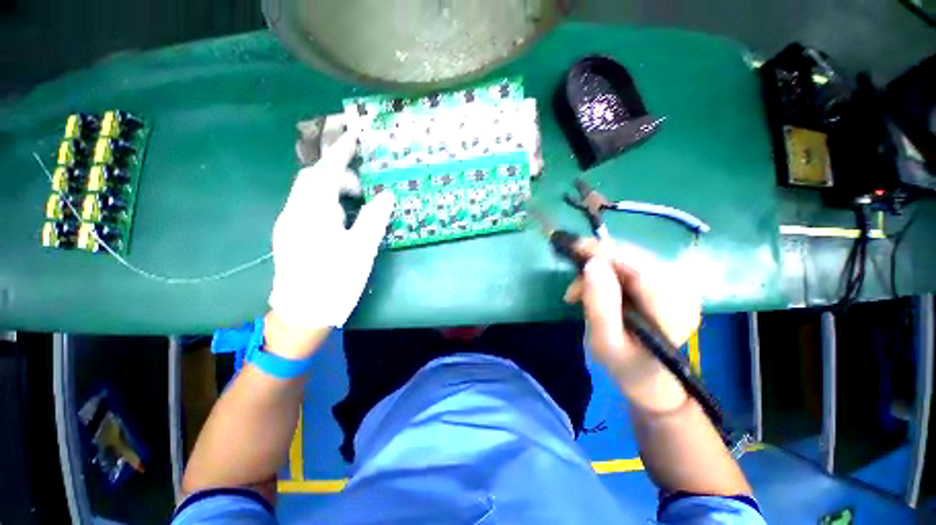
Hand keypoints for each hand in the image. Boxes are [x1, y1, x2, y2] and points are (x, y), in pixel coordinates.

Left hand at [268, 132, 394, 340]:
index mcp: (313, 212)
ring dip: (333, 188)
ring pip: (309, 192)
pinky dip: (326, 201)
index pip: (326, 171)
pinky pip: (307, 205)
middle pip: (313, 177)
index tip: (355, 135)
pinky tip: (342, 217)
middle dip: (339, 172)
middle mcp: (295, 211)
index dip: (341, 151)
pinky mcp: (290, 234)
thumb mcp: (361, 250)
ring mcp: (289, 223)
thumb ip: (374, 218)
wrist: (302, 314)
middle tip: (365, 186)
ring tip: (357, 203)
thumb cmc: (335, 281)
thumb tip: (386, 195)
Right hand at [564, 242, 700, 407]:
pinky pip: (630, 262)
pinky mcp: (665, 280)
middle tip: (572, 284)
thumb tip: (592, 263)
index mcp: (674, 312)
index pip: (640, 269)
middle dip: (597, 262)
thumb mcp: (604, 341)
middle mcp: (683, 291)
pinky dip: (605, 270)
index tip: (573, 247)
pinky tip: (593, 288)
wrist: (647, 376)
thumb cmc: (624, 365)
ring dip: (598, 267)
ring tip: (578, 292)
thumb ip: (599, 304)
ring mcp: (677, 283)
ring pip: (629, 257)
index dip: (605, 253)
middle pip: (635, 258)